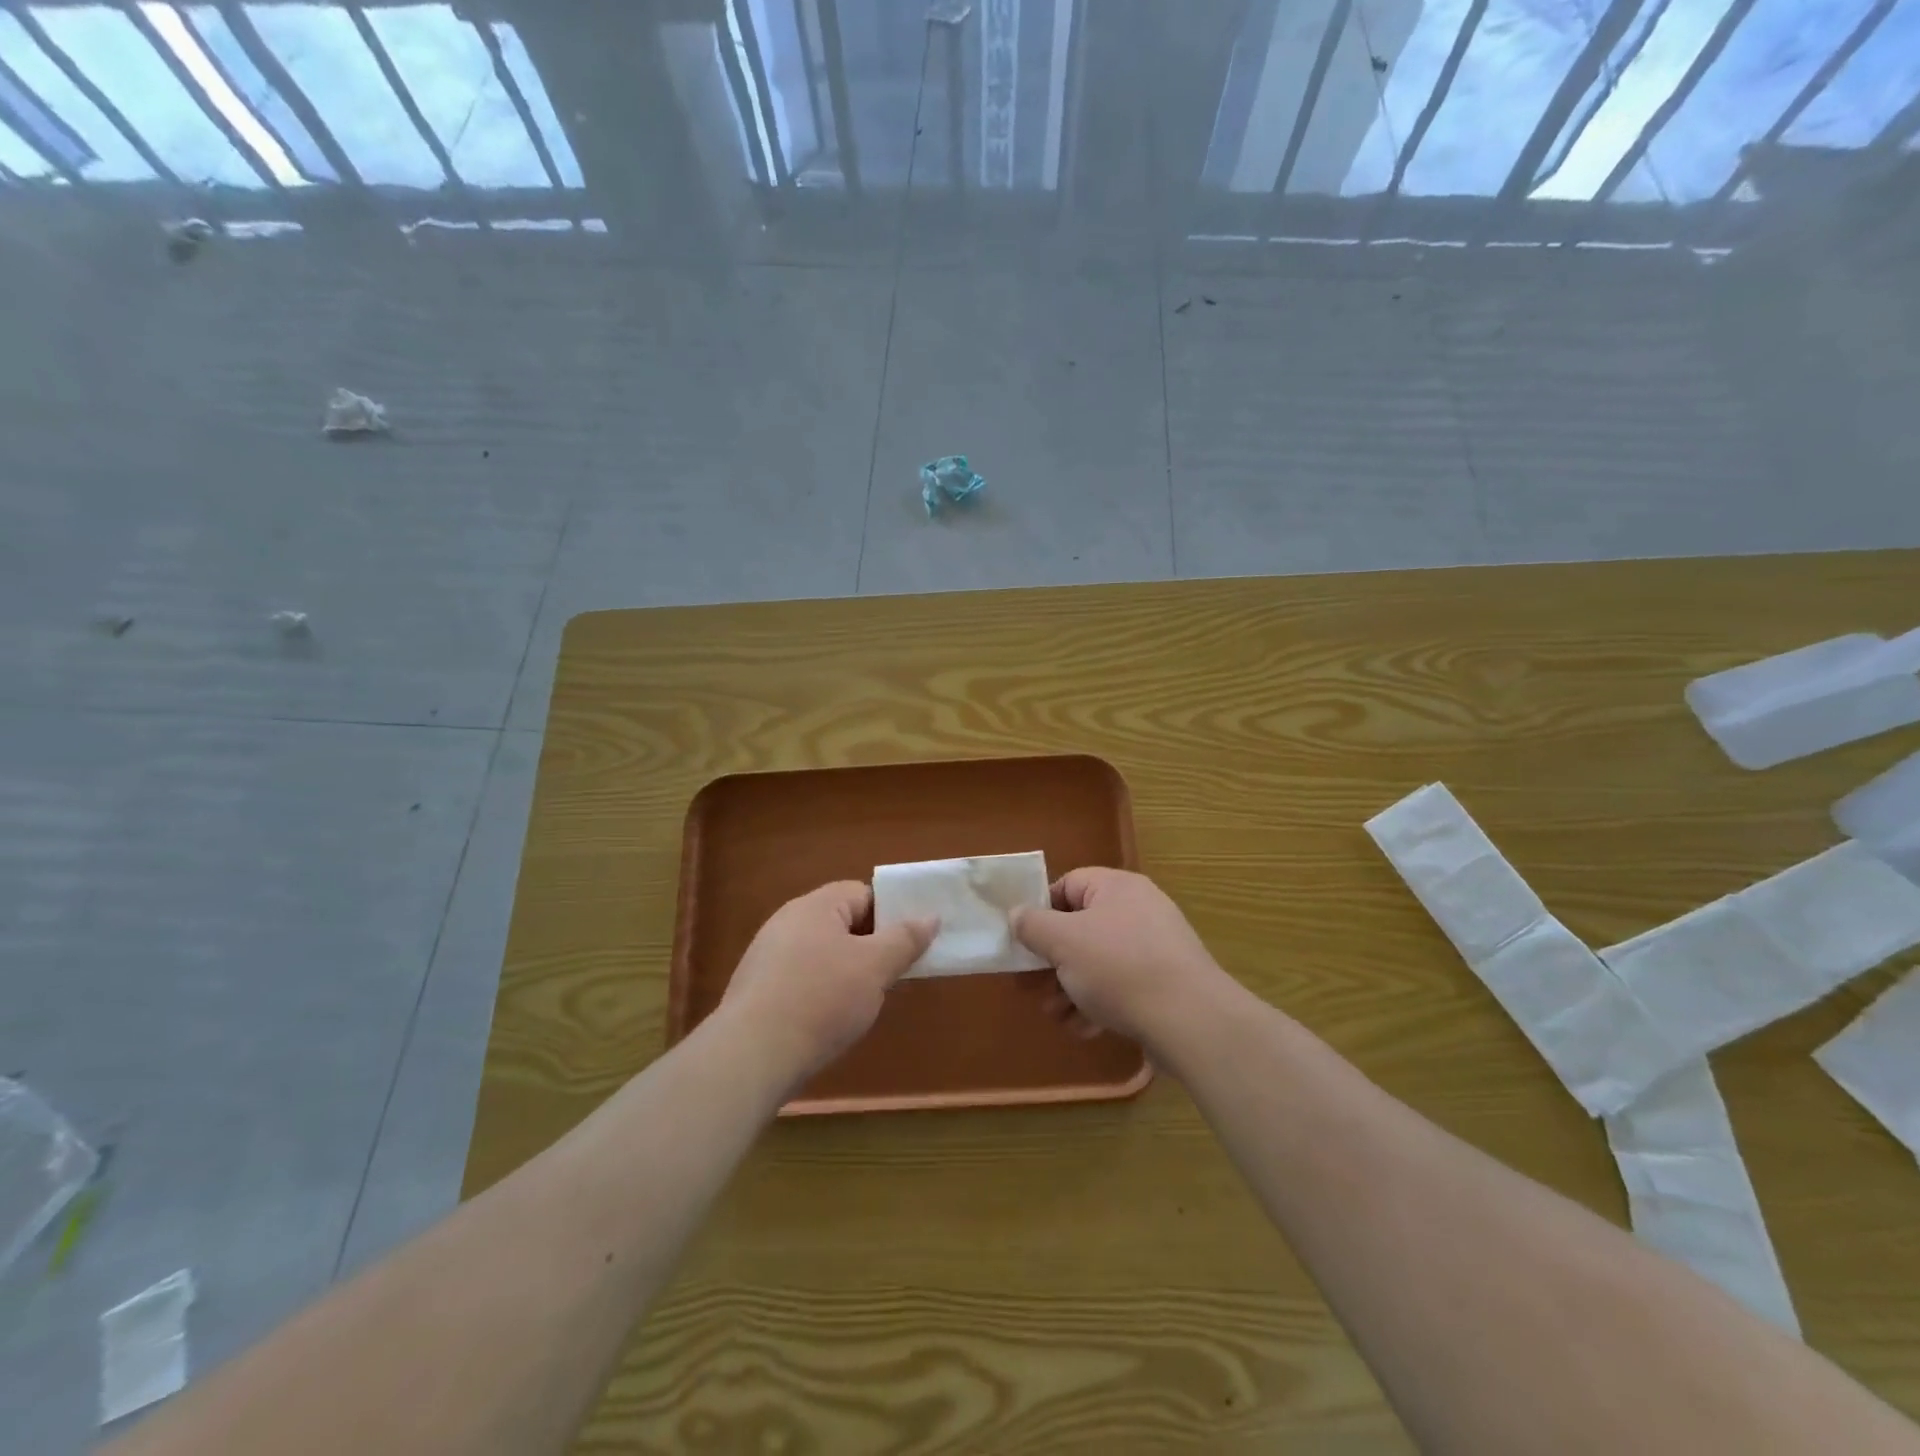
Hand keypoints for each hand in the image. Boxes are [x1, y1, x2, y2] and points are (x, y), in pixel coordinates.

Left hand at [720, 881, 935, 1085]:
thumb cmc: (821, 999)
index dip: (891, 915)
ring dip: (846, 972)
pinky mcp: (757, 989)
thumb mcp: (875, 967)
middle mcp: (787, 921)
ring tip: (863, 1003)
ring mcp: (768, 955)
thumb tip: (930, 916)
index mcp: (816, 905)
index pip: (864, 894)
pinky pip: (801, 978)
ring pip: (823, 953)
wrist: (752, 1055)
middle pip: (842, 923)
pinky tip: (828, 1020)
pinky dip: (820, 992)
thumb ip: (905, 939)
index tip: (909, 945)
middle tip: (892, 975)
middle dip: (870, 947)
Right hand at [1012, 868, 1224, 1049]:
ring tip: (1055, 1015)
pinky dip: (1099, 1004)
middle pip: (1081, 928)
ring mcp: (1155, 948)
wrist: (1191, 1021)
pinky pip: (1122, 986)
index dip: (1040, 910)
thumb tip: (1017, 914)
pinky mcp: (1166, 983)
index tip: (1023, 940)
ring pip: (1098, 962)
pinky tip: (1085, 1029)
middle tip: (1029, 986)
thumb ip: (1033, 925)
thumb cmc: (1119, 968)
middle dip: (1052, 961)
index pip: (1068, 885)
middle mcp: (1138, 910)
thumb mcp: (1063, 942)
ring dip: (1070, 988)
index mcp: (1116, 887)